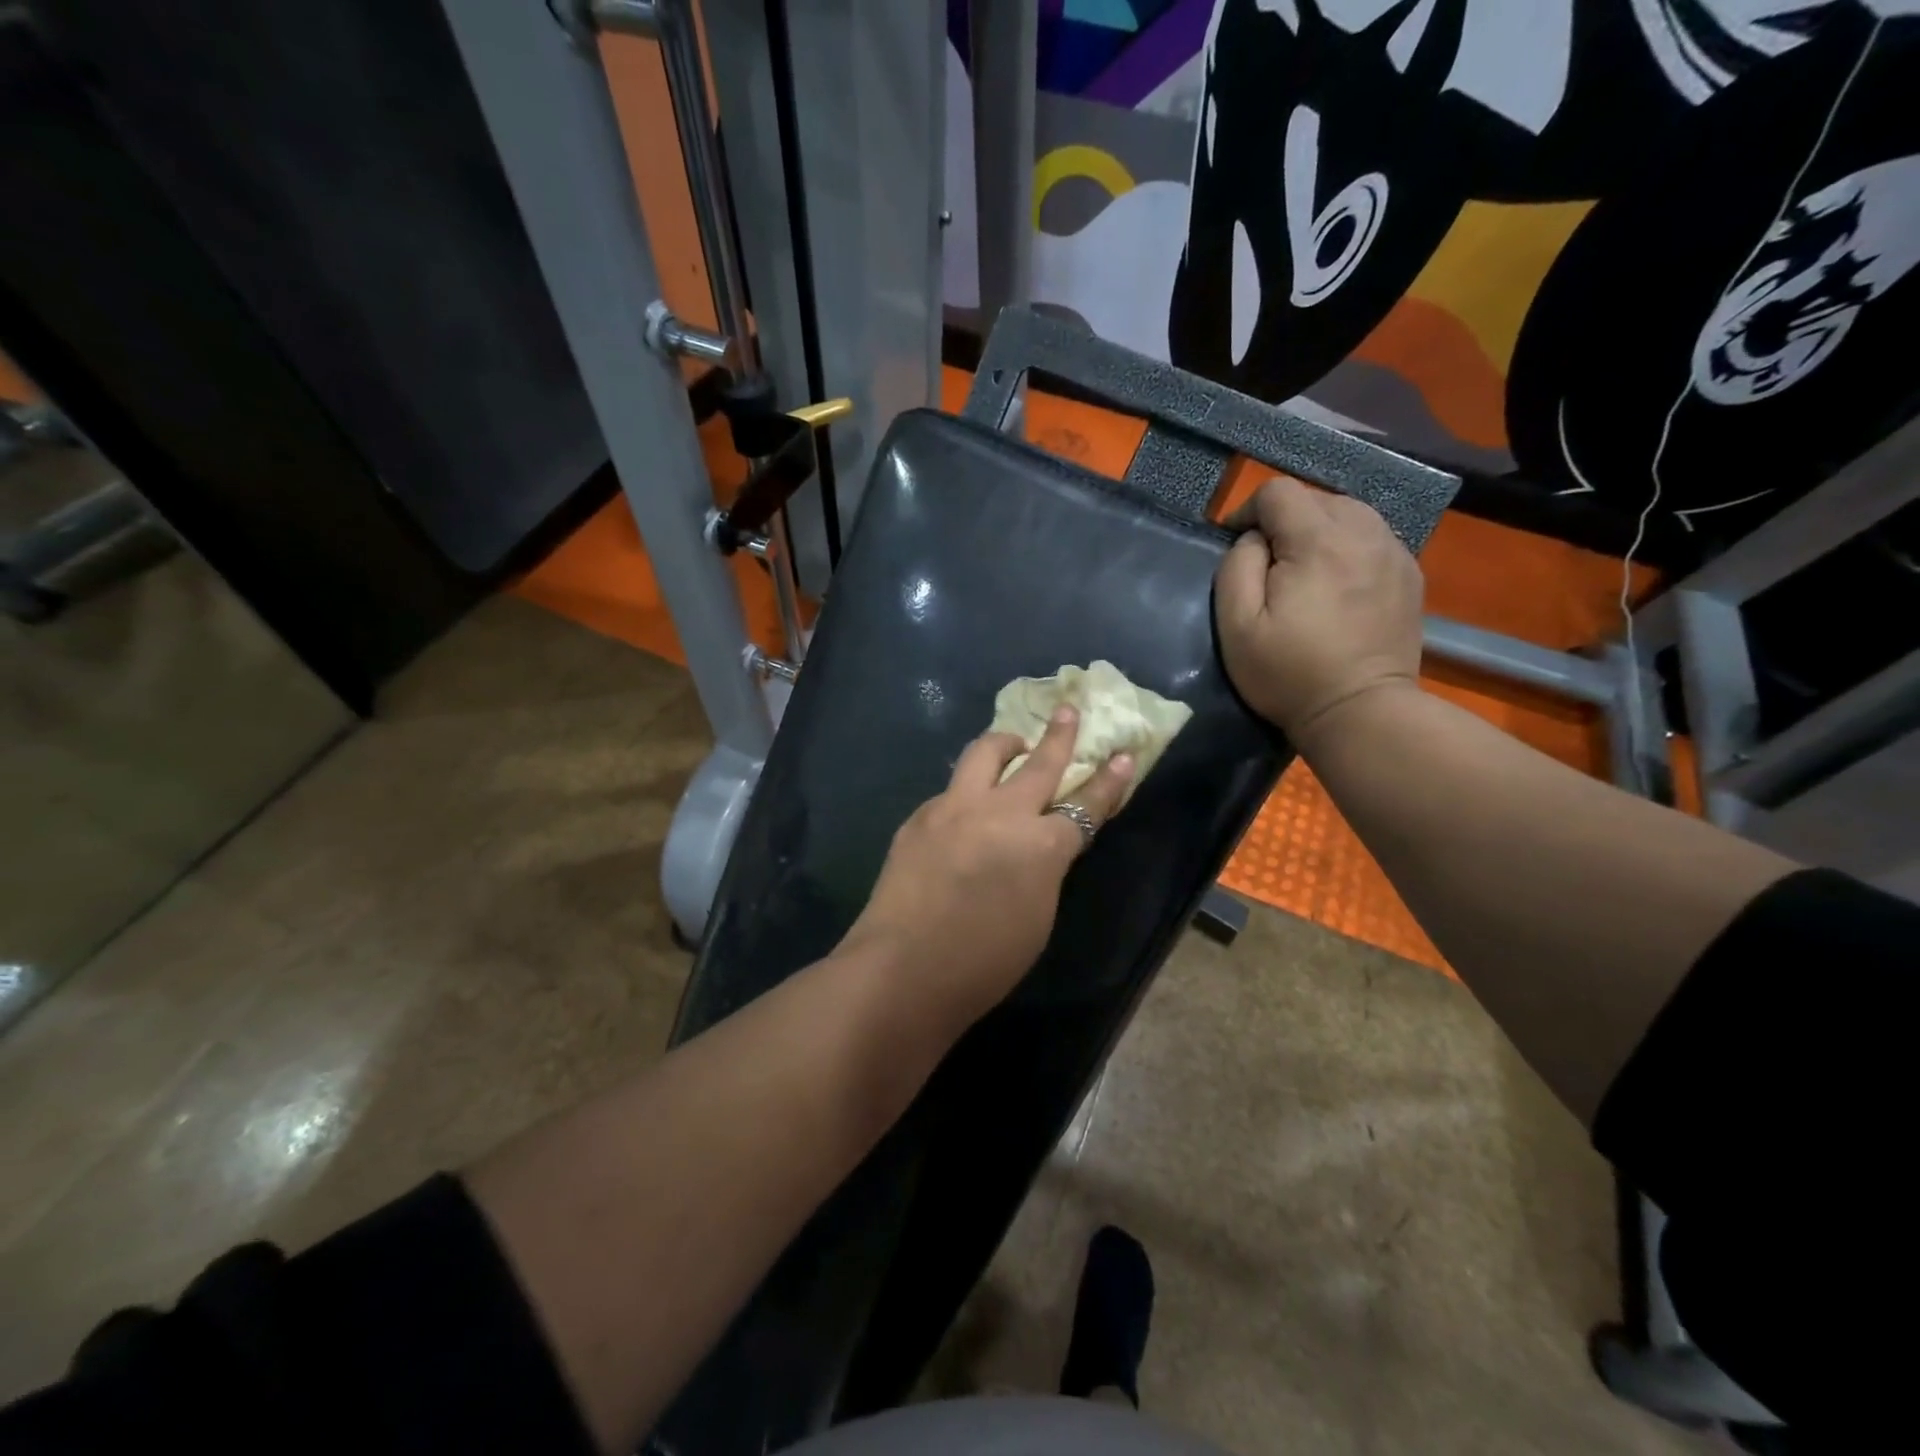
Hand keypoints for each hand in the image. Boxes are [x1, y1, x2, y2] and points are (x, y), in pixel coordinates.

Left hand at [843, 706, 1133, 1030]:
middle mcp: (1001, 813)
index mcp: (1042, 846)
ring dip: (1005, 745)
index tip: (1122, 756)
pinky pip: (952, 791)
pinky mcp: (920, 815)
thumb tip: (1040, 846)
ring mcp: (955, 808)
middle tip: (1069, 712)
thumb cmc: (983, 963)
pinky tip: (963, 813)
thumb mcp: (1038, 918)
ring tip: (1013, 745)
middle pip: (1040, 763)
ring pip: (985, 754)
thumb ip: (1044, 869)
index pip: (1086, 805)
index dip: (1108, 782)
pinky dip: (967, 792)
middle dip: (1060, 735)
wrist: (903, 969)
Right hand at [1216, 478, 1423, 750]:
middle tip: (1270, 563)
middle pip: (1317, 497)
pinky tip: (1338, 582)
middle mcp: (1364, 533)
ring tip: (1304, 569)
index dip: (1248, 510)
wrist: (1361, 712)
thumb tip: (1254, 539)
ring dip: (1320, 529)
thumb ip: (1237, 567)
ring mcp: (1394, 552)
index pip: (1279, 491)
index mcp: (1318, 541)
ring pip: (1350, 513)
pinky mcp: (1410, 574)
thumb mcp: (1237, 625)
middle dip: (1285, 520)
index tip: (1237, 544)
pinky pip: (1373, 538)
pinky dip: (1349, 547)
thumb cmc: (1288, 673)